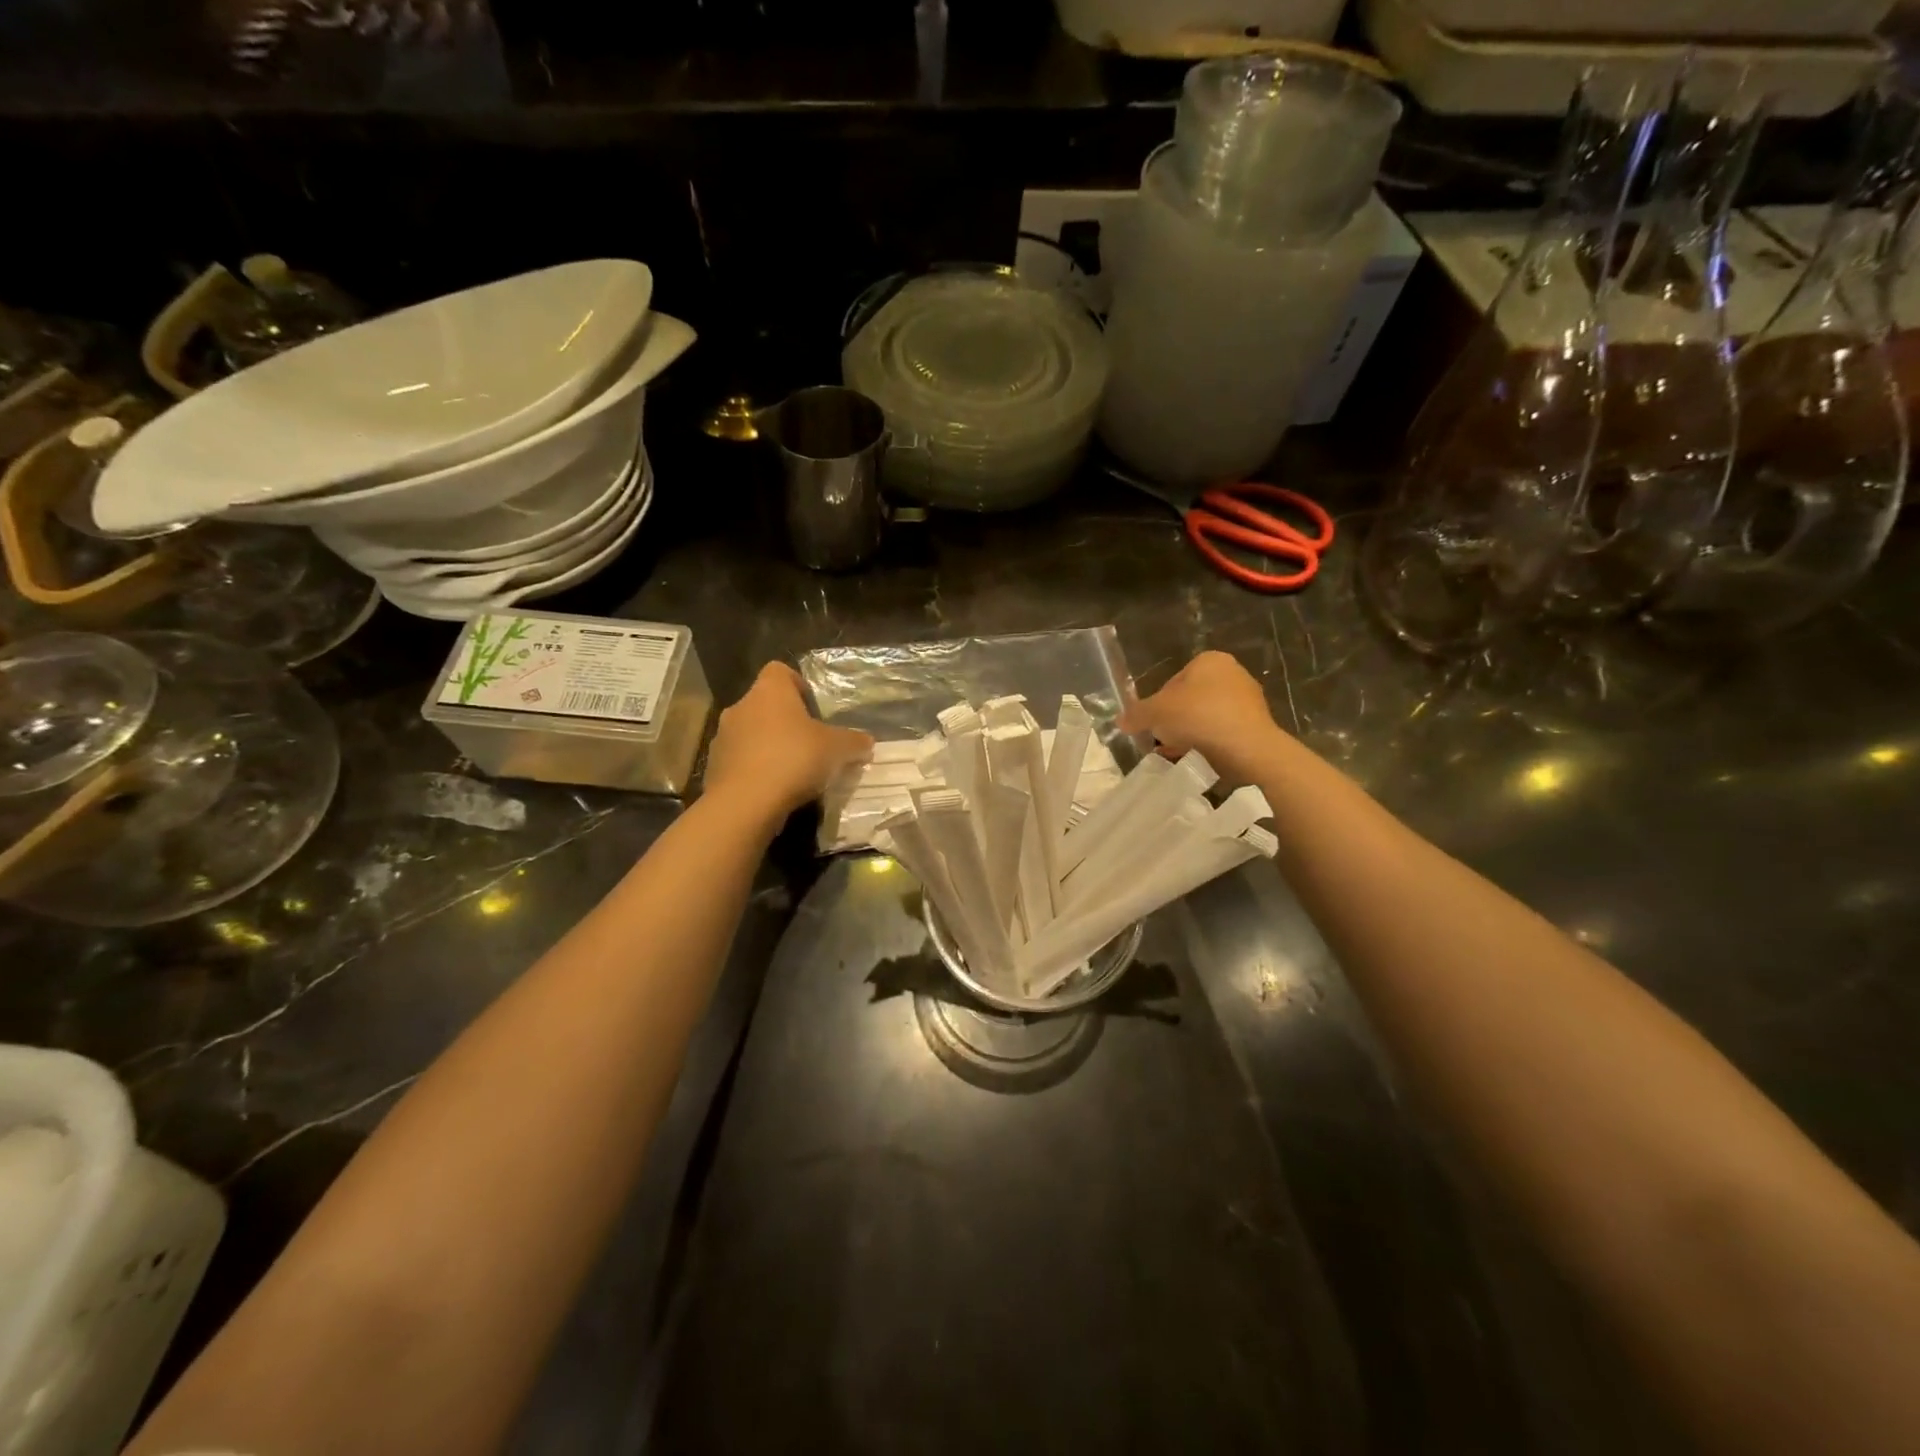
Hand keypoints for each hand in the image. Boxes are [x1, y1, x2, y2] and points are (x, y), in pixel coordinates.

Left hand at [704, 663, 873, 818]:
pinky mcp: (713, 767)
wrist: (746, 802)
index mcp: (769, 692)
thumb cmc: (794, 759)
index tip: (812, 707)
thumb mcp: (837, 750)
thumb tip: (866, 741)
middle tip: (809, 743)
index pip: (779, 671)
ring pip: (750, 734)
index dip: (796, 684)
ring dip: (768, 746)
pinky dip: (754, 770)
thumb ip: (854, 742)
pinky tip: (773, 789)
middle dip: (784, 721)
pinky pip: (739, 761)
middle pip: (765, 704)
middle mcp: (741, 707)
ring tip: (791, 770)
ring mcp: (723, 737)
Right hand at [1119, 650, 1286, 785]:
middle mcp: (1232, 673)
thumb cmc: (1200, 717)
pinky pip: (1222, 733)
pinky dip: (1208, 744)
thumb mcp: (1156, 713)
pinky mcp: (1256, 725)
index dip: (1157, 705)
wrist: (1249, 749)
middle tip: (1162, 741)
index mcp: (1209, 661)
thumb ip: (1136, 715)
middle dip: (1173, 722)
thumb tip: (1120, 721)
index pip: (1171, 682)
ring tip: (1176, 754)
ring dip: (1189, 735)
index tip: (1152, 726)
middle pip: (1188, 701)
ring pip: (1205, 718)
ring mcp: (1248, 700)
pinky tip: (1197, 760)